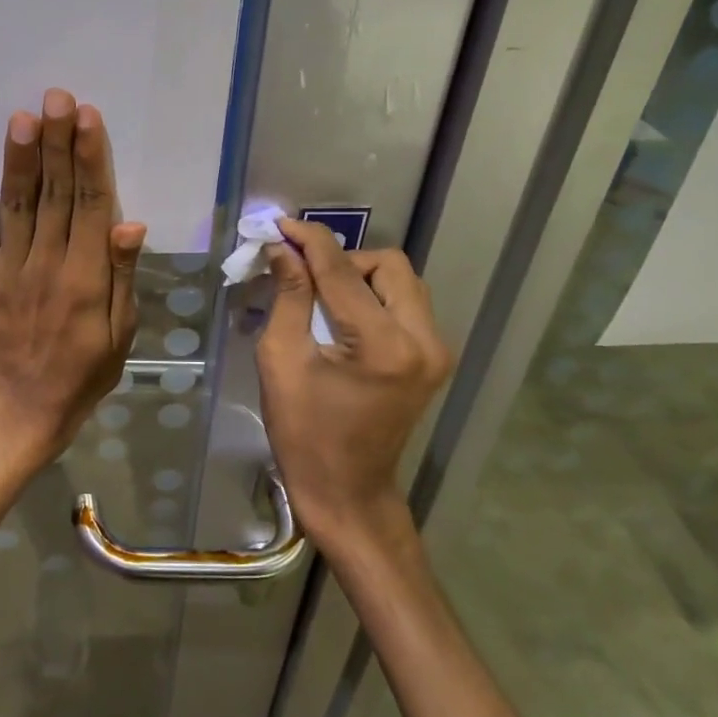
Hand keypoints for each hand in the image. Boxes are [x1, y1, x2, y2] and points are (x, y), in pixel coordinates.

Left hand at [0, 88, 145, 467]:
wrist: (26, 408)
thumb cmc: (85, 371)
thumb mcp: (121, 331)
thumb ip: (123, 276)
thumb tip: (131, 224)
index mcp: (86, 276)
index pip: (91, 204)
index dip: (90, 158)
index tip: (87, 117)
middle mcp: (47, 264)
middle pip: (55, 194)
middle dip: (56, 143)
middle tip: (56, 97)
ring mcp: (8, 271)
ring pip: (17, 207)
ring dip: (19, 161)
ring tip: (22, 118)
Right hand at [255, 220, 453, 550]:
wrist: (346, 490)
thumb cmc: (303, 432)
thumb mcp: (281, 360)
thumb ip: (287, 297)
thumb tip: (282, 249)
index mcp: (382, 345)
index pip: (343, 271)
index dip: (310, 241)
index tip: (281, 225)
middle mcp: (423, 341)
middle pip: (388, 265)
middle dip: (343, 260)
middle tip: (304, 275)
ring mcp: (436, 351)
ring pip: (403, 281)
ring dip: (361, 276)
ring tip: (322, 294)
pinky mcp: (434, 359)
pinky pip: (407, 304)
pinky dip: (375, 296)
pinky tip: (344, 314)